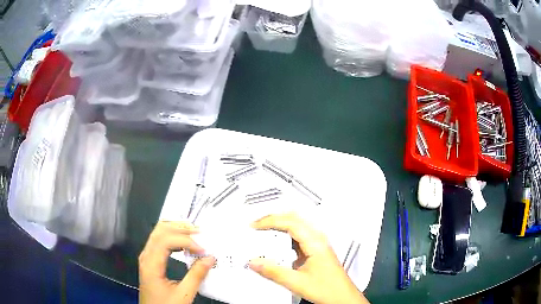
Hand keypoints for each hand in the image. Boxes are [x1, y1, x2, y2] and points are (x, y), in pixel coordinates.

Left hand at [139, 222, 214, 303]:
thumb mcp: (183, 295)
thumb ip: (196, 276)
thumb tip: (209, 258)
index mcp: (151, 264)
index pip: (166, 240)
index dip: (186, 241)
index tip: (202, 250)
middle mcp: (146, 256)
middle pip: (160, 230)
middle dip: (180, 228)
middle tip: (199, 232)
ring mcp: (147, 257)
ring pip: (158, 232)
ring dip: (176, 229)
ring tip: (194, 234)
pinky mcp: (150, 260)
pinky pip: (159, 240)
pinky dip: (173, 236)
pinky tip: (184, 243)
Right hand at [249, 213, 368, 303]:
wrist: (342, 298)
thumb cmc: (329, 290)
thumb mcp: (297, 283)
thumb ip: (273, 272)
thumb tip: (255, 263)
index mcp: (315, 243)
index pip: (290, 222)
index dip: (270, 221)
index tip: (255, 225)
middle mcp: (318, 239)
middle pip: (294, 218)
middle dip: (273, 218)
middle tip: (256, 225)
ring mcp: (318, 244)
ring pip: (296, 225)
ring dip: (279, 225)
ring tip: (263, 232)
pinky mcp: (316, 250)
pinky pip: (298, 236)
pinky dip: (284, 235)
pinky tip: (276, 244)